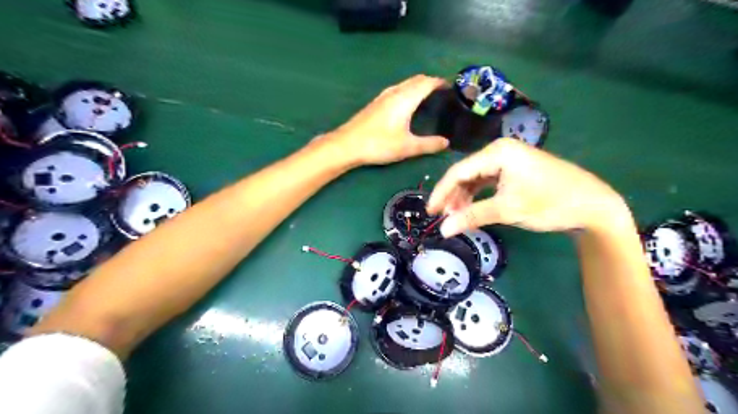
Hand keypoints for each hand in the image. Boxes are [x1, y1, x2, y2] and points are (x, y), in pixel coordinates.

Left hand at [325, 75, 446, 166]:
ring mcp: (383, 96)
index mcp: (405, 99)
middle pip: (416, 79)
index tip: (452, 87)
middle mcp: (395, 92)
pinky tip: (407, 104)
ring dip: (418, 85)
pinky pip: (397, 89)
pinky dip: (408, 90)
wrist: (347, 144)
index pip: (427, 82)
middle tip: (443, 93)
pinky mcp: (376, 103)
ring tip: (428, 97)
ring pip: (405, 84)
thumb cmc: (379, 144)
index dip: (441, 82)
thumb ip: (429, 144)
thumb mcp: (407, 147)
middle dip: (431, 82)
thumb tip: (446, 142)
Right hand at [427, 138, 626, 236]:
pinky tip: (472, 208)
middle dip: (453, 196)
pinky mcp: (514, 170)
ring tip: (457, 216)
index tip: (430, 211)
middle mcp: (500, 151)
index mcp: (497, 152)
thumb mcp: (507, 210)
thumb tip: (443, 230)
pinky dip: (477, 195)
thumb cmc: (550, 203)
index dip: (441, 192)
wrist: (593, 205)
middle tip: (444, 217)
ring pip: (475, 178)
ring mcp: (508, 159)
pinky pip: (487, 181)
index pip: (458, 171)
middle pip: (465, 173)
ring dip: (464, 197)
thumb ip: (472, 217)